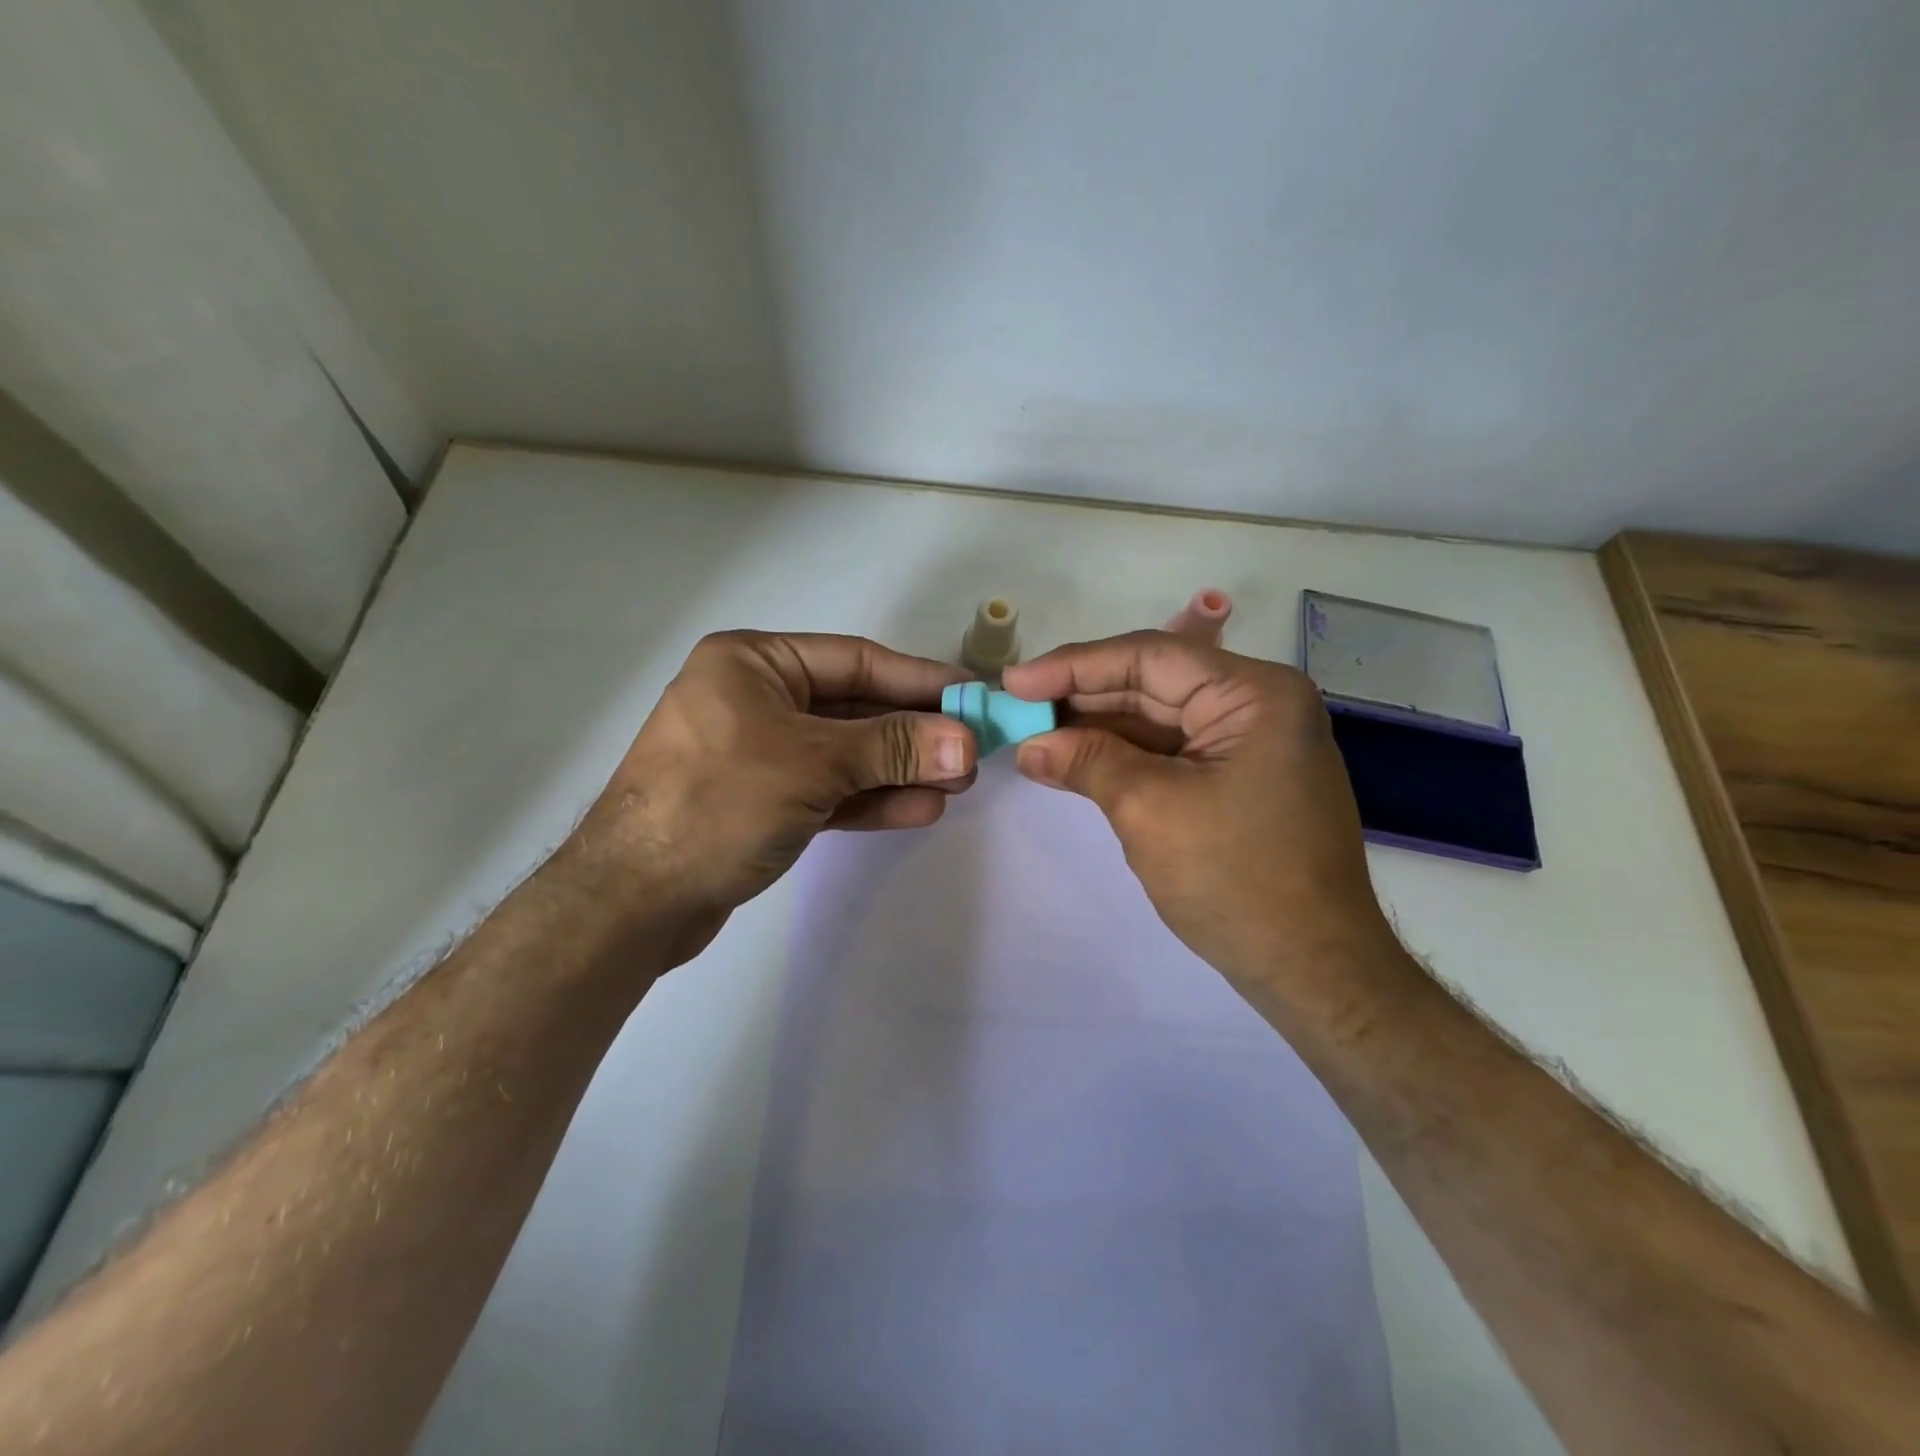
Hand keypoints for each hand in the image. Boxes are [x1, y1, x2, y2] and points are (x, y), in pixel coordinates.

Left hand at [565, 631, 976, 958]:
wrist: (632, 902)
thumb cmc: (719, 803)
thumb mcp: (814, 764)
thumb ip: (893, 748)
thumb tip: (968, 741)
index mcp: (753, 664)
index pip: (855, 661)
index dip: (919, 679)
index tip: (973, 695)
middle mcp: (755, 699)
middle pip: (854, 709)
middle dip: (914, 732)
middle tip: (974, 750)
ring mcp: (758, 753)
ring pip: (845, 754)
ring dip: (900, 769)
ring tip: (958, 784)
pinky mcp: (763, 802)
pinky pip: (828, 790)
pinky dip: (871, 799)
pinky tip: (921, 808)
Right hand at [1002, 631, 1397, 995]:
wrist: (1312, 969)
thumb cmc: (1236, 879)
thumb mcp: (1150, 809)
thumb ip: (1087, 762)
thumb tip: (1030, 745)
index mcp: (1254, 694)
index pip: (1149, 657)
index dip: (1074, 666)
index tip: (1014, 681)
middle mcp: (1257, 705)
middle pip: (1153, 683)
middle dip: (1081, 696)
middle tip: (1016, 705)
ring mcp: (1250, 744)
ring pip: (1157, 719)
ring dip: (1095, 727)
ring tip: (1033, 731)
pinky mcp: (1238, 779)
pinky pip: (1169, 752)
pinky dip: (1121, 756)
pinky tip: (1074, 759)